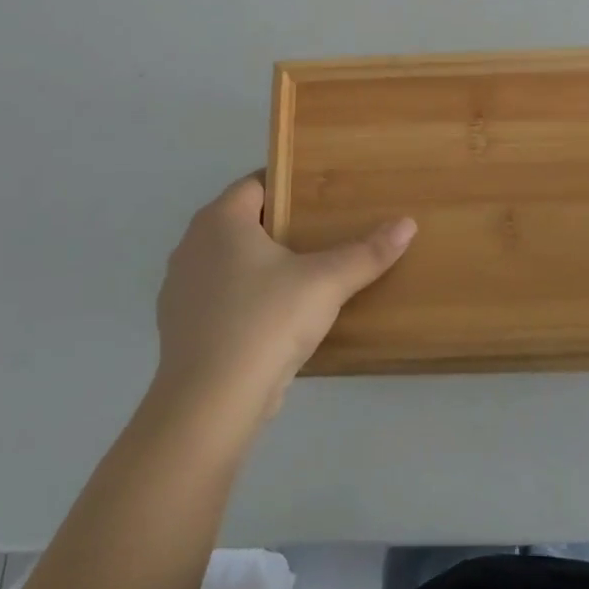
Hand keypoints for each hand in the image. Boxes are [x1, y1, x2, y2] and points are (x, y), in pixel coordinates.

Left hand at [153, 174, 415, 421]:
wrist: (209, 405)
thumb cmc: (265, 322)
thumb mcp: (326, 283)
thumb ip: (366, 253)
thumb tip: (407, 224)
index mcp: (219, 220)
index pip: (255, 184)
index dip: (288, 185)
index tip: (322, 197)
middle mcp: (191, 245)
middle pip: (242, 222)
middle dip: (280, 225)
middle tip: (324, 232)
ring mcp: (180, 289)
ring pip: (228, 262)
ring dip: (261, 264)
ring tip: (305, 275)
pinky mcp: (180, 328)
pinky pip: (220, 297)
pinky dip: (245, 298)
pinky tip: (276, 318)